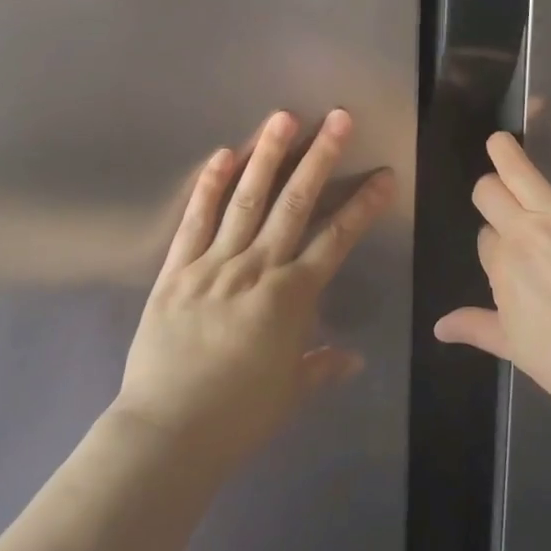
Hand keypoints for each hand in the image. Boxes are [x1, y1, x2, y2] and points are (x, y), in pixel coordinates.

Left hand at [114, 109, 394, 468]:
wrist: (166, 434)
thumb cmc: (237, 417)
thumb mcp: (290, 394)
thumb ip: (321, 367)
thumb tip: (354, 358)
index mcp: (291, 296)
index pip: (337, 239)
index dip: (363, 204)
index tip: (385, 173)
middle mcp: (257, 268)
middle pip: (295, 203)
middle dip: (320, 157)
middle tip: (338, 117)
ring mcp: (214, 264)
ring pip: (246, 200)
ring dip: (267, 155)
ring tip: (283, 116)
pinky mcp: (176, 270)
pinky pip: (195, 221)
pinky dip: (208, 186)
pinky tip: (222, 154)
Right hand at [434, 112, 550, 415]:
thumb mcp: (514, 347)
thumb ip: (476, 327)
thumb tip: (439, 327)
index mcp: (500, 266)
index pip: (485, 240)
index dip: (494, 244)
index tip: (508, 256)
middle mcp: (521, 231)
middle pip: (490, 194)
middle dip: (490, 192)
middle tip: (498, 194)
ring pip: (517, 169)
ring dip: (505, 151)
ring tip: (500, 140)